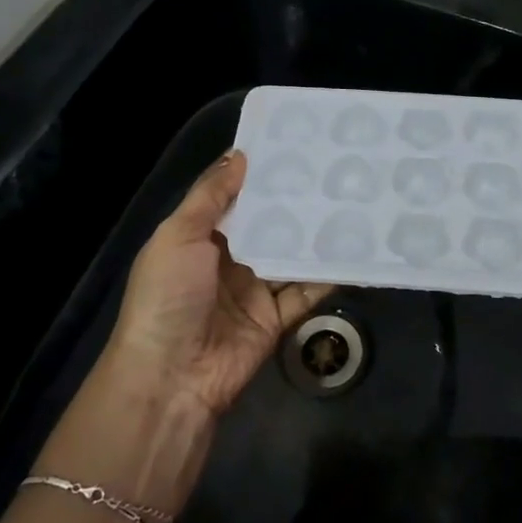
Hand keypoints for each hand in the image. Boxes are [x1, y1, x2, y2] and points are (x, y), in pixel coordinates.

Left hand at [104, 151, 331, 417]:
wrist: (171, 379)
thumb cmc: (168, 296)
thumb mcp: (178, 236)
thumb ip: (210, 196)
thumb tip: (241, 153)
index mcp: (200, 235)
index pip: (235, 195)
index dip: (259, 172)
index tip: (294, 143)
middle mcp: (228, 258)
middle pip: (268, 223)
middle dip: (294, 200)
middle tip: (333, 167)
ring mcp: (254, 288)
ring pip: (290, 253)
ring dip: (315, 233)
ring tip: (351, 200)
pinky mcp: (276, 318)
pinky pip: (306, 290)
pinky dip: (327, 274)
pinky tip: (353, 249)